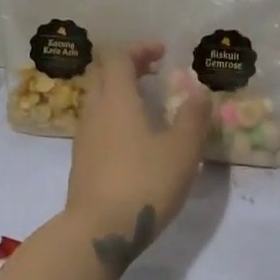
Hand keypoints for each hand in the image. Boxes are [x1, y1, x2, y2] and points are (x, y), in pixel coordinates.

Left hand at [65, 44, 212, 276]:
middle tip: (155, 73)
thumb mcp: (182, 150)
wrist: (98, 231)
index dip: (140, 49)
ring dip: (121, 93)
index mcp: (116, 99)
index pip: (119, 57)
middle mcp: (94, 111)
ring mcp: (84, 137)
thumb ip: (193, 117)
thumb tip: (198, 90)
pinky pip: (97, 124)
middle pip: (104, 75)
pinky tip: (136, 139)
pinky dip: (115, 117)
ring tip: (149, 105)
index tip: (163, 53)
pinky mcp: (81, 161)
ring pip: (98, 100)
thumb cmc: (144, 183)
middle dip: (129, 67)